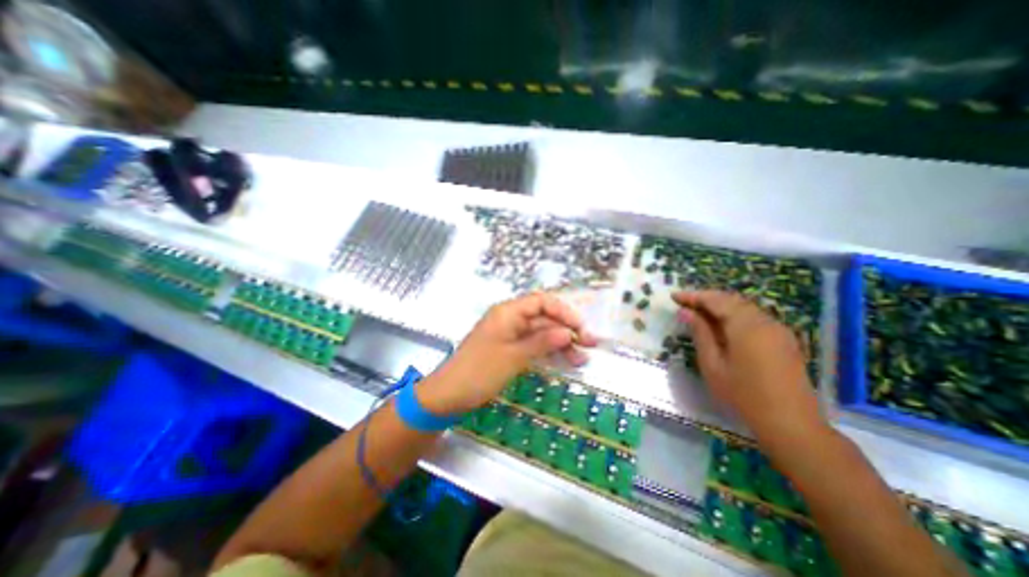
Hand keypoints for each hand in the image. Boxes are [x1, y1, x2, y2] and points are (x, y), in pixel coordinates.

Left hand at [414, 293, 594, 413]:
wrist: (449, 395)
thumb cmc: (479, 372)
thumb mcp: (513, 357)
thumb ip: (542, 342)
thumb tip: (569, 332)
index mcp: (508, 312)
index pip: (541, 301)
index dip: (563, 311)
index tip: (581, 328)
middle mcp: (510, 318)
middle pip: (544, 317)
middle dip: (567, 329)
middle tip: (590, 345)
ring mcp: (509, 334)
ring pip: (541, 332)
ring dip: (561, 342)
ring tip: (582, 359)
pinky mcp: (509, 348)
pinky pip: (533, 344)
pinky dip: (548, 351)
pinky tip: (564, 360)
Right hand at [672, 290, 826, 443]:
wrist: (791, 424)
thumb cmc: (743, 395)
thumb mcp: (712, 364)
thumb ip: (700, 334)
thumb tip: (686, 312)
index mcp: (746, 326)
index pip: (716, 300)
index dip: (693, 296)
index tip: (674, 296)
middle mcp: (765, 321)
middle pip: (732, 300)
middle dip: (706, 298)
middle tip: (684, 303)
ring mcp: (778, 330)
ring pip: (744, 307)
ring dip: (720, 306)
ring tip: (699, 312)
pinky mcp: (784, 340)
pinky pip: (755, 317)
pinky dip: (734, 315)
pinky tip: (722, 325)